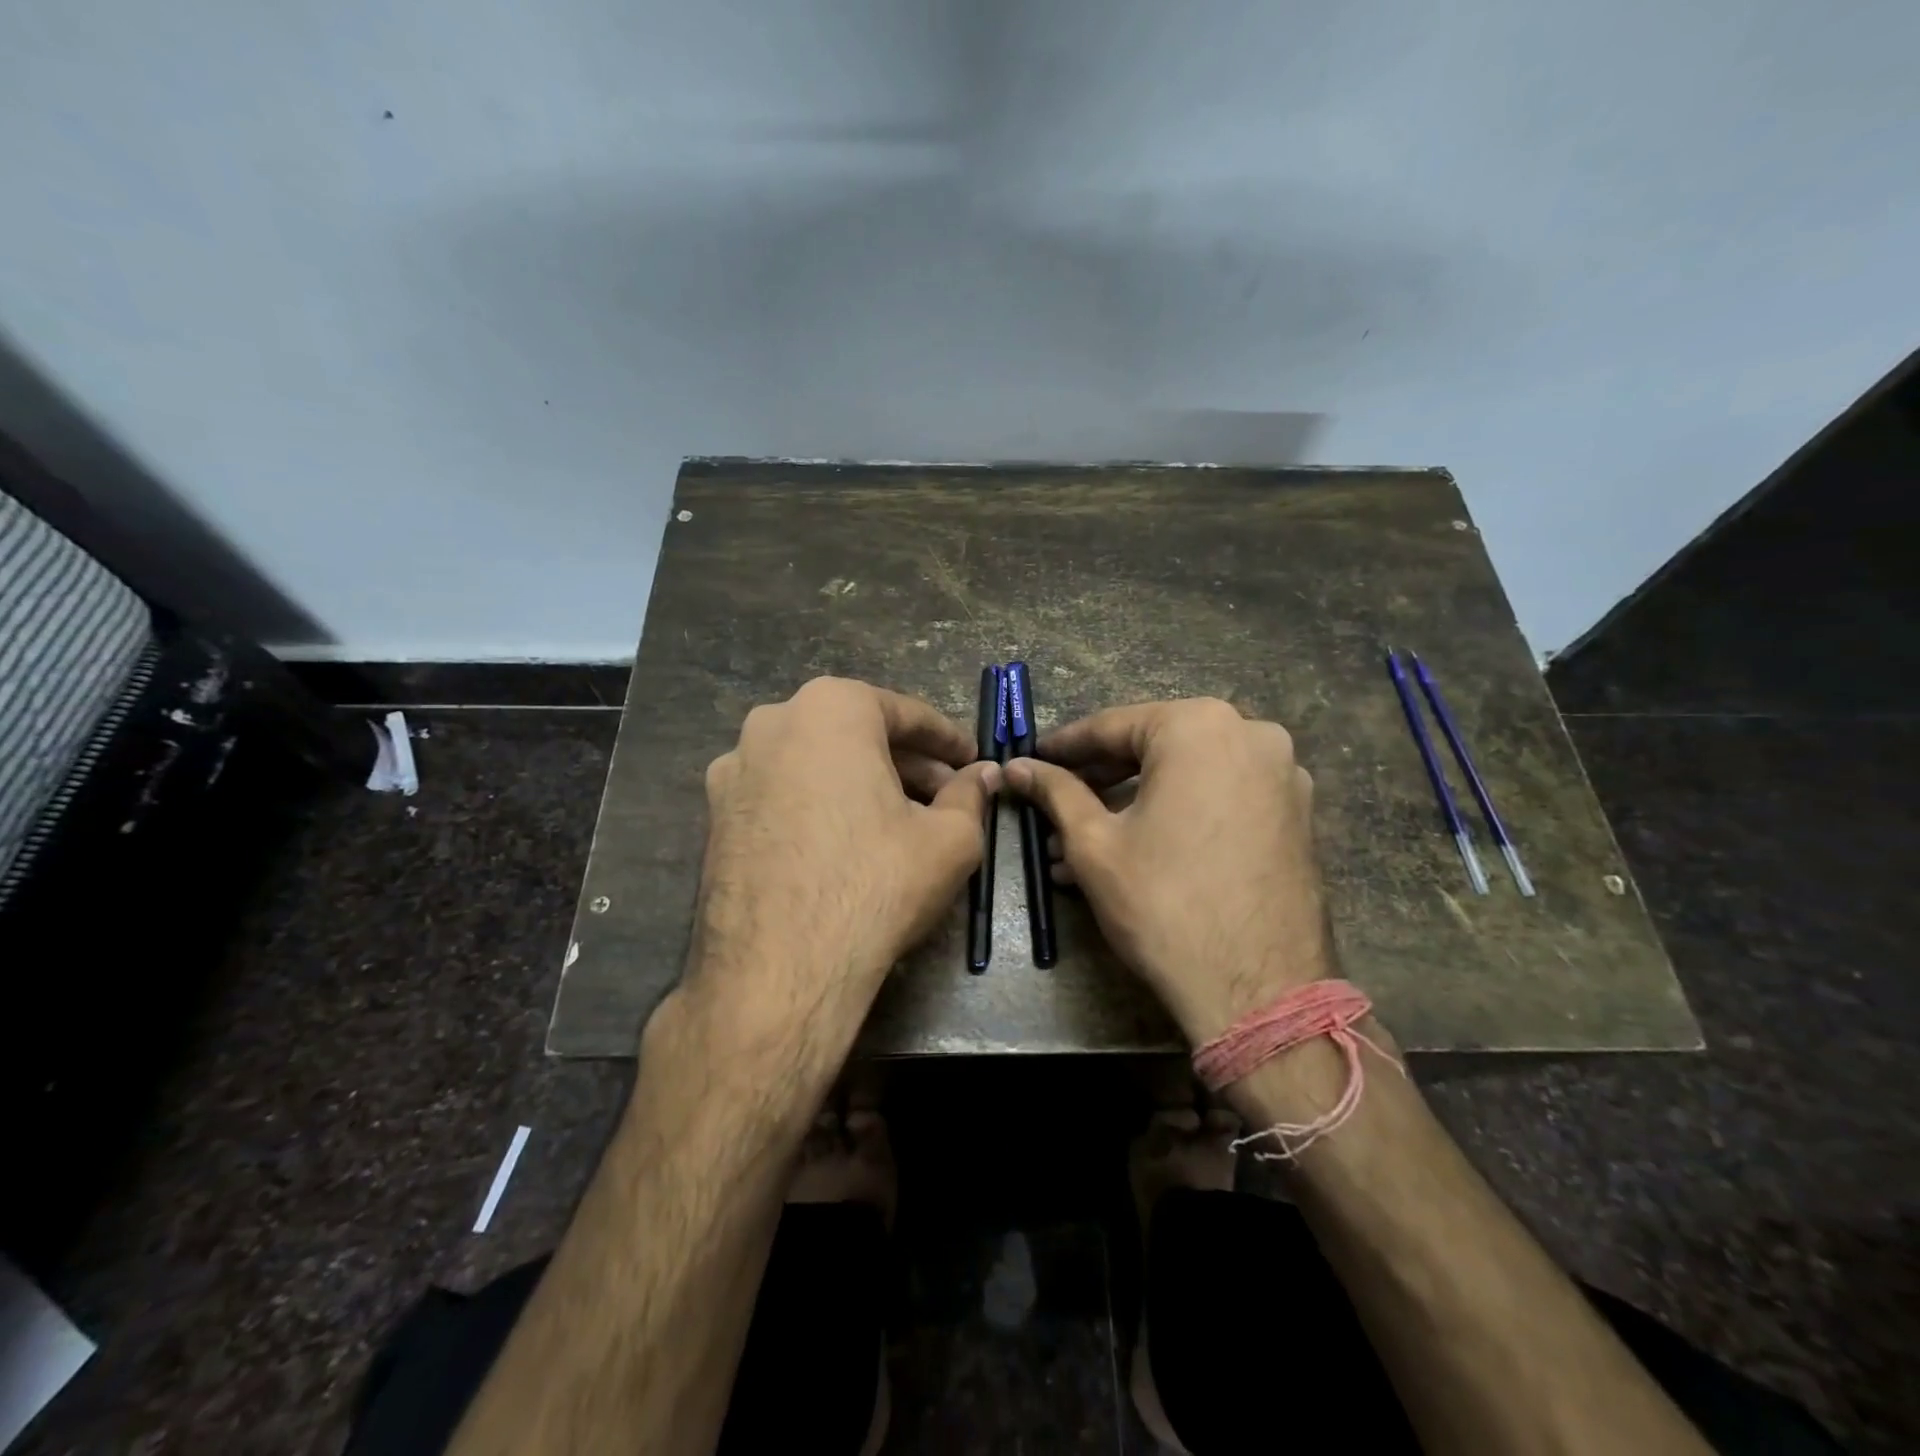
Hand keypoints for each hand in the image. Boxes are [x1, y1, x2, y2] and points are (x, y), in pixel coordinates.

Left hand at [692, 676, 999, 1028]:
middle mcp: (773, 722)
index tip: (971, 760)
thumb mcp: (949, 839)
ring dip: (861, 782)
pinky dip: (819, 804)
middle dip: (905, 762)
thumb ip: (970, 796)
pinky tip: (845, 842)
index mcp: (831, 708)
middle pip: (856, 733)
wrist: (778, 970)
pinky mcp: (715, 814)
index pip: (905, 712)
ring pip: (816, 762)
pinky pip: (783, 793)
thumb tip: (984, 775)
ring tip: (898, 820)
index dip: (946, 739)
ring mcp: (734, 768)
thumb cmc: (875, 885)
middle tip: (944, 793)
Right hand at [1004, 699, 1330, 1046]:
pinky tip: (1138, 849)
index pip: (1113, 725)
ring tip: (1082, 842)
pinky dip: (1177, 814)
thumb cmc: (1163, 903)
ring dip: (1134, 802)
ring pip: (1188, 775)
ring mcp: (1282, 774)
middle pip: (1154, 747)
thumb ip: (1055, 792)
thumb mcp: (1094, 843)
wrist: (1259, 990)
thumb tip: (1017, 766)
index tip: (1031, 759)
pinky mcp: (1296, 814)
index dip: (1065, 746)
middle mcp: (1250, 733)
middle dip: (1099, 779)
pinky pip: (1220, 798)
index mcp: (1199, 726)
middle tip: (1054, 802)